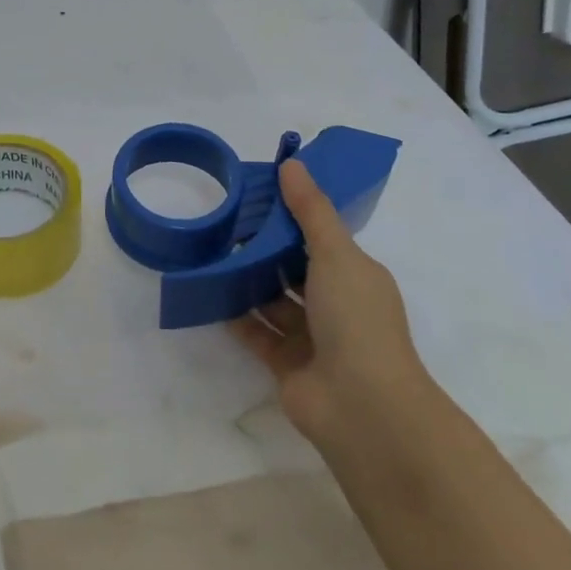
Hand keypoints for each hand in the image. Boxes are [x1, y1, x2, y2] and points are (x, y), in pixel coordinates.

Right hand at [231, 158, 433, 451]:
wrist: (361, 405)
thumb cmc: (355, 320)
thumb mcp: (336, 254)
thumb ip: (311, 211)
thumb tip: (291, 163)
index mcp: (355, 275)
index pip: (319, 238)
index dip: (290, 217)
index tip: (254, 197)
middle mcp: (335, 304)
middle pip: (292, 269)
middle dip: (262, 249)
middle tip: (222, 225)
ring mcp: (311, 337)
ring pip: (272, 300)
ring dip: (246, 282)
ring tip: (209, 256)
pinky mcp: (285, 363)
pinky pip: (256, 332)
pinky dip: (235, 315)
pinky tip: (209, 294)